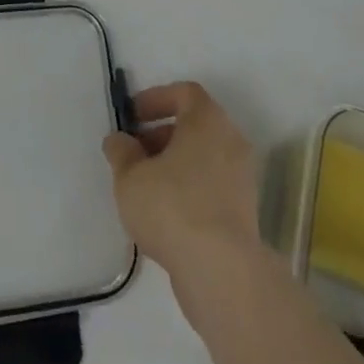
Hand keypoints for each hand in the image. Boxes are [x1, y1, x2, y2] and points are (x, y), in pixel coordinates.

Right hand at [101, 82, 261, 285]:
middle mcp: (230, 140)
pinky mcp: (244, 211)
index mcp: (207, 119)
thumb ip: (121, 152)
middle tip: (133, 154)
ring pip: (203, 157)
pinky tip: (164, 215)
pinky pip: (211, 185)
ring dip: (173, 164)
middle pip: (194, 125)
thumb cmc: (173, 207)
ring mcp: (241, 177)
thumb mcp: (130, 177)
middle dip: (160, 135)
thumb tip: (120, 141)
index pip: (184, 92)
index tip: (132, 117)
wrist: (222, 270)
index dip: (155, 99)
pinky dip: (188, 189)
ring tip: (144, 188)